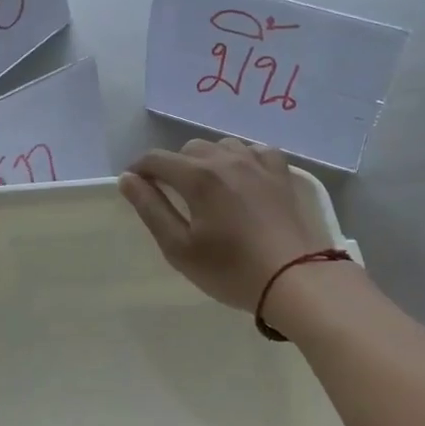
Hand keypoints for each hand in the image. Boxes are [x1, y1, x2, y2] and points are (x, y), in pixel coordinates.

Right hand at [120, 138, 334, 310]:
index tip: (134, 185)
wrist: (296, 279)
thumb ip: (151, 208)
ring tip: (208, 189)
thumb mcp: (179, 248)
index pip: (157, 159)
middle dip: (174, 166)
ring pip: (222, 146)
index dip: (140, 169)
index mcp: (198, 176)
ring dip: (208, 161)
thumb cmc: (231, 270)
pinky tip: (243, 180)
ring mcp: (258, 162)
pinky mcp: (282, 173)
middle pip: (189, 149)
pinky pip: (254, 151)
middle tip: (174, 196)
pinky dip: (241, 160)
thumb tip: (128, 178)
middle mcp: (226, 159)